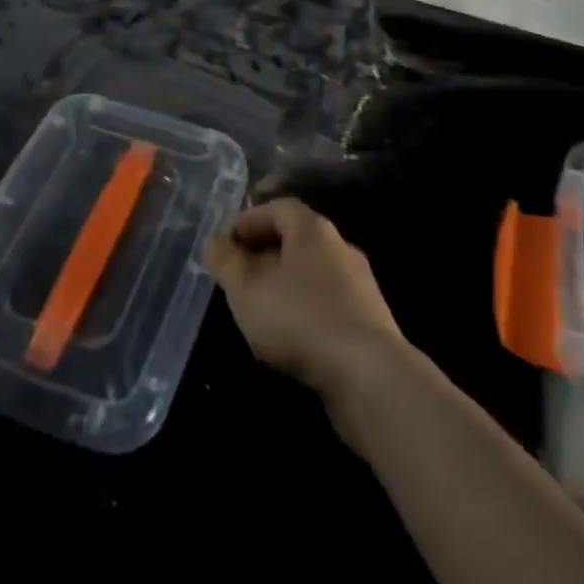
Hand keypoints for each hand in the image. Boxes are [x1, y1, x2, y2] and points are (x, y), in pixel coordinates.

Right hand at [204, 198, 407, 410]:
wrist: (370, 376)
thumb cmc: (300, 318)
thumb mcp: (247, 289)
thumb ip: (226, 261)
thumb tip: (213, 240)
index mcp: (312, 229)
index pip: (277, 208)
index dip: (248, 220)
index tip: (225, 243)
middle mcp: (340, 246)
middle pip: (296, 239)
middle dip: (264, 253)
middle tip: (237, 275)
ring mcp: (359, 285)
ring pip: (312, 273)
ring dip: (284, 284)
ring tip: (259, 308)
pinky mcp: (369, 321)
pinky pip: (328, 303)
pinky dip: (305, 309)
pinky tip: (290, 336)